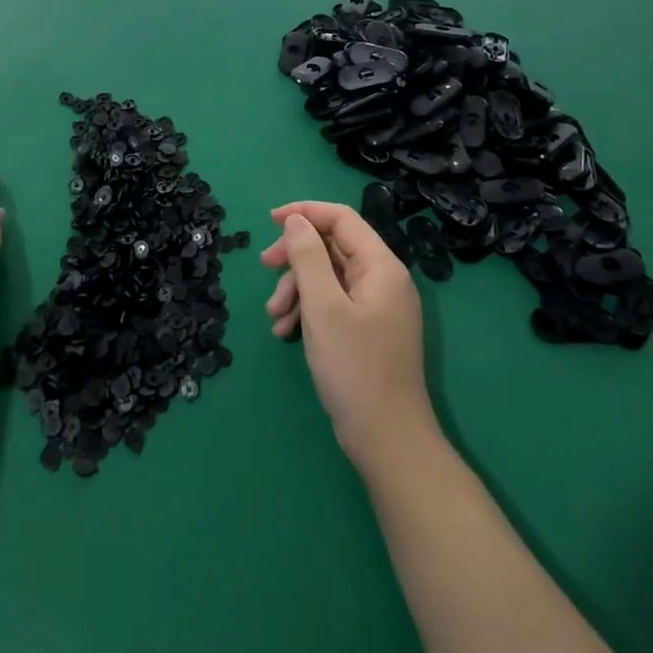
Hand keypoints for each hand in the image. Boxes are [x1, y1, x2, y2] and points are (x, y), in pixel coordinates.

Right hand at [263, 200, 436, 473]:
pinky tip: (286, 333)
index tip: (269, 221)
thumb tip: (296, 220)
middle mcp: (382, 279)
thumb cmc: (354, 368)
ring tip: (274, 317)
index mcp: (381, 266)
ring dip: (296, 289)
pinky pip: (332, 303)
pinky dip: (308, 311)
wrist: (387, 440)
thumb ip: (308, 256)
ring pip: (328, 277)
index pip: (342, 218)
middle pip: (332, 247)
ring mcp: (376, 307)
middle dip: (295, 257)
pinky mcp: (367, 330)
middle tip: (264, 268)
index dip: (305, 212)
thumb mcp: (323, 306)